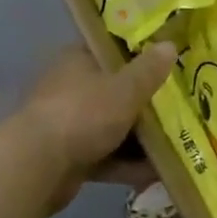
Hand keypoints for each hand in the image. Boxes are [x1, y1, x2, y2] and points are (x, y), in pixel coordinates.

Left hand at [11, 42, 177, 212]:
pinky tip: (158, 173)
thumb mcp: (125, 88)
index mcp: (77, 60)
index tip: (168, 64)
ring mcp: (68, 124)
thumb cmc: (83, 113)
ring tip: (178, 144)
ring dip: (140, 138)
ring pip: (112, 126)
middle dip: (145, 102)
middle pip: (115, 91)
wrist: (37, 166)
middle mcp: (70, 88)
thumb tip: (170, 44)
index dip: (140, 55)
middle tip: (180, 106)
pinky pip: (106, 157)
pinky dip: (127, 164)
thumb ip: (149, 70)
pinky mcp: (68, 157)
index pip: (111, 50)